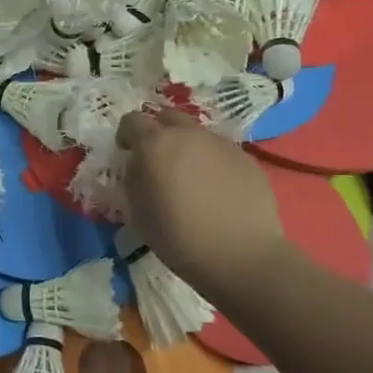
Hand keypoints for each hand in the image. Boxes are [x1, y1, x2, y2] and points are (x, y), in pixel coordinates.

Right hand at [116, 110, 288, 295]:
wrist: (241, 256)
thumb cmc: (179, 237)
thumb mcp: (137, 211)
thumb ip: (132, 178)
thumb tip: (138, 165)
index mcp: (155, 144)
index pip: (132, 120)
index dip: (126, 135)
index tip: (126, 153)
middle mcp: (189, 134)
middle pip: (167, 117)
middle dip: (158, 132)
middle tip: (158, 160)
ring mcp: (221, 144)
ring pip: (197, 134)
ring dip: (187, 147)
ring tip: (191, 179)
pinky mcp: (246, 158)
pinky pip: (221, 152)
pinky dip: (213, 162)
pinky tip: (217, 191)